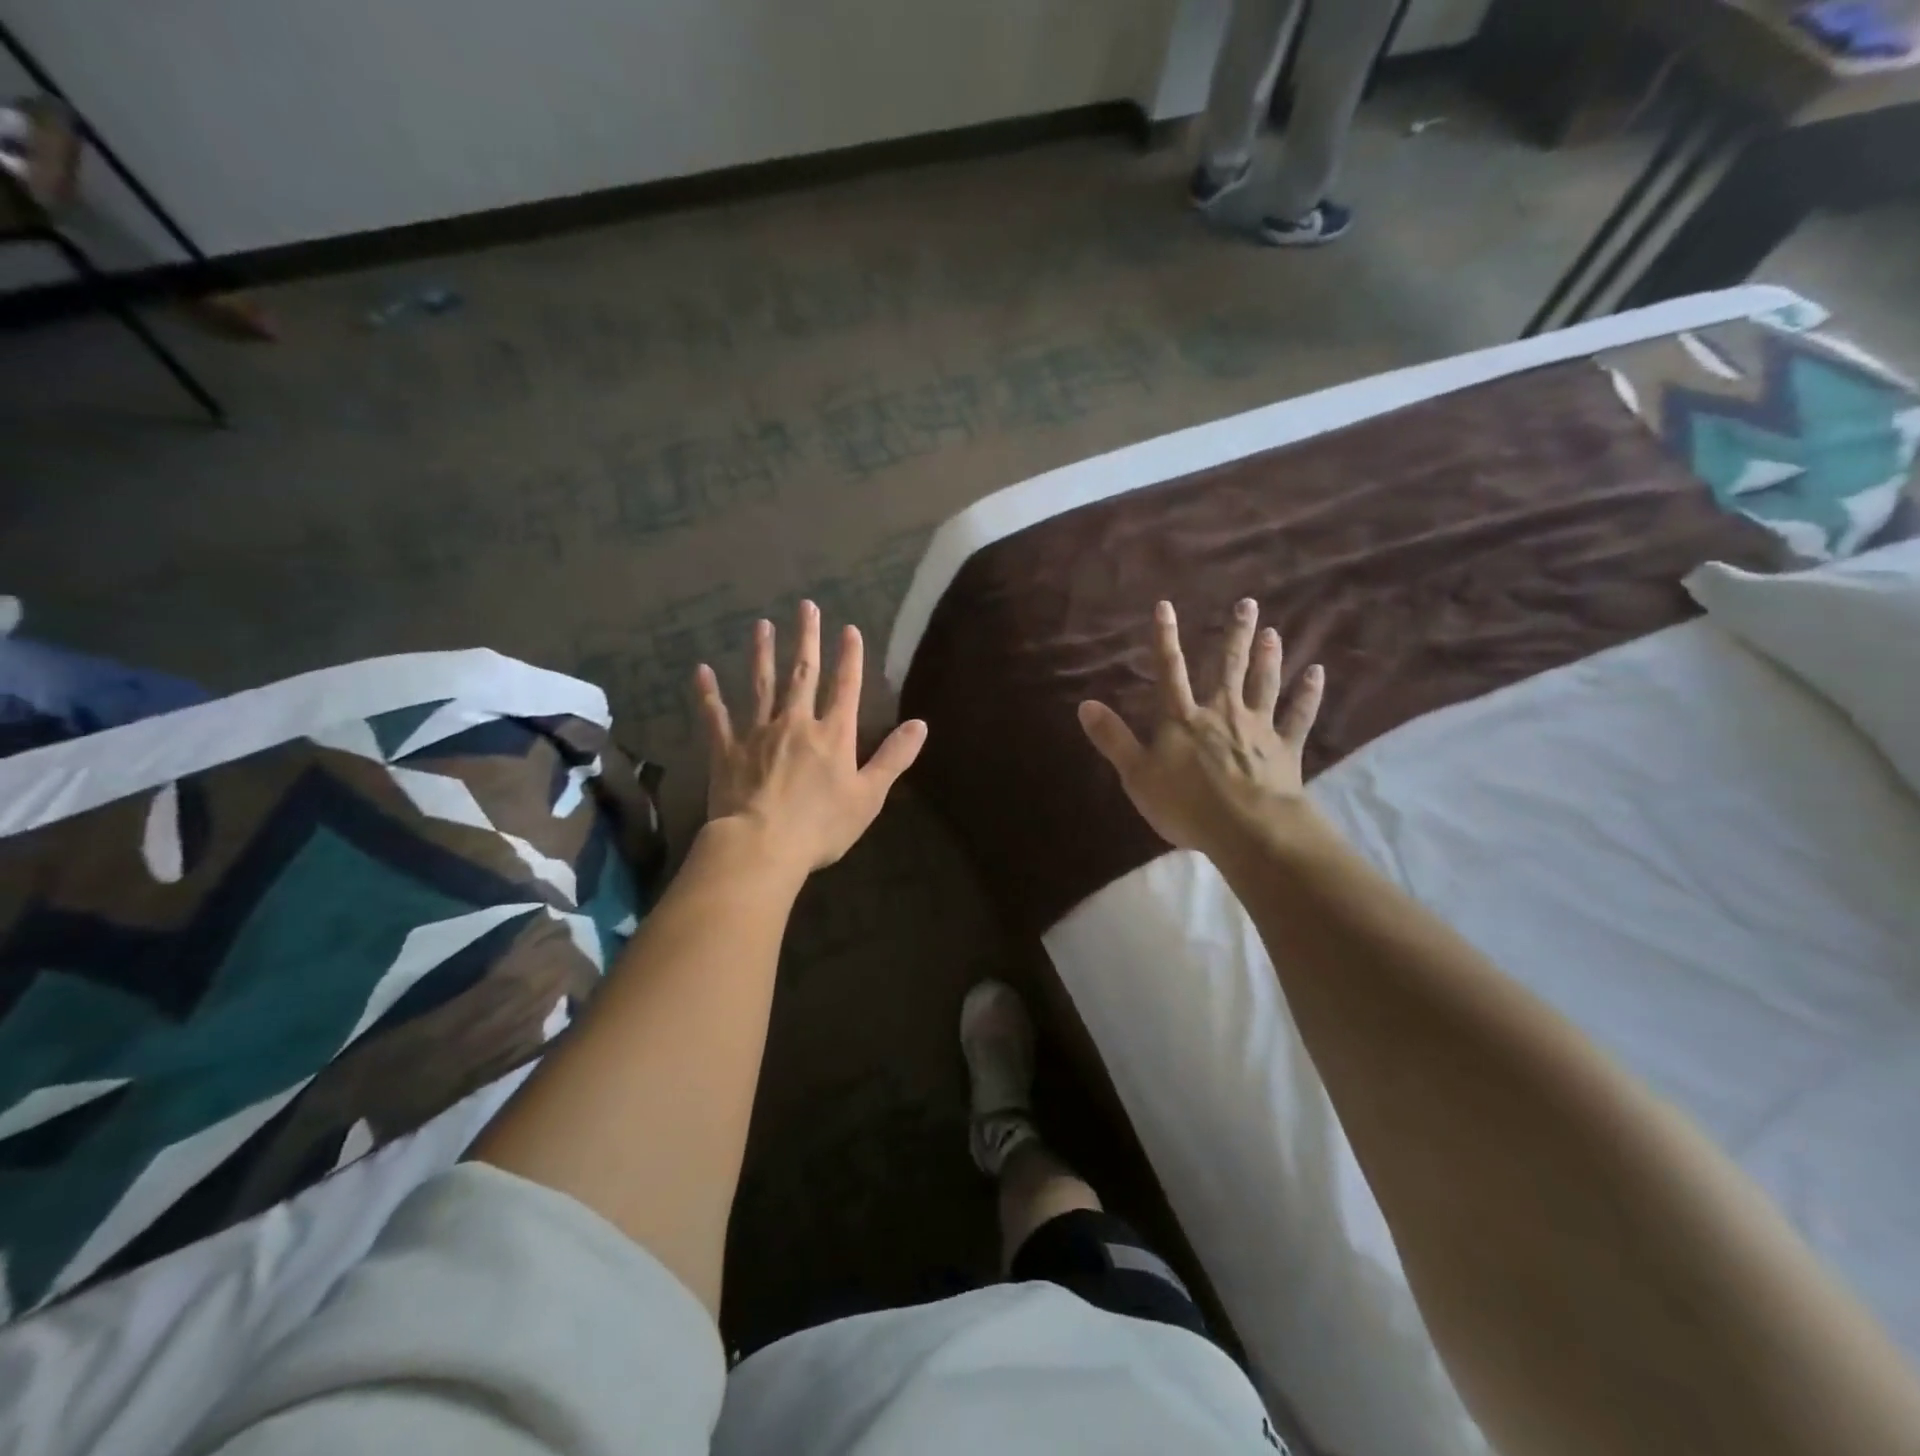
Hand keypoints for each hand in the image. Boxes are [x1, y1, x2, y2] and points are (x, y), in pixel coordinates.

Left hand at [694, 601, 926, 874]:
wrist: (761, 845)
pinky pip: (716, 717)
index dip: (849, 657)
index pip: (845, 687)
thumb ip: (894, 757)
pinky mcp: (727, 751)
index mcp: (832, 735)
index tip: (849, 629)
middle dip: (806, 639)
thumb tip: (921, 724)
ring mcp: (758, 734)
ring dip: (762, 653)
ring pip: (761, 685)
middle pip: (803, 674)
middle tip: (805, 606)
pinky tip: (702, 671)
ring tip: (761, 625)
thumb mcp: (869, 796)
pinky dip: (709, 694)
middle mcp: (796, 723)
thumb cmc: (821, 826)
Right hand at [1077, 598, 1324, 853]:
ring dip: (1269, 656)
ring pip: (1264, 683)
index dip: (1166, 638)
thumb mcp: (1136, 775)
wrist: (1247, 829)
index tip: (1166, 605)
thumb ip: (1113, 738)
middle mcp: (1221, 712)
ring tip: (1274, 631)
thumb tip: (1085, 704)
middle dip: (1235, 635)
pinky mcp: (1285, 748)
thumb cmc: (1185, 804)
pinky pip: (1299, 715)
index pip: (1170, 670)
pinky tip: (1317, 673)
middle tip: (1247, 604)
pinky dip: (1308, 694)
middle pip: (1228, 667)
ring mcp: (1257, 727)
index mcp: (1182, 718)